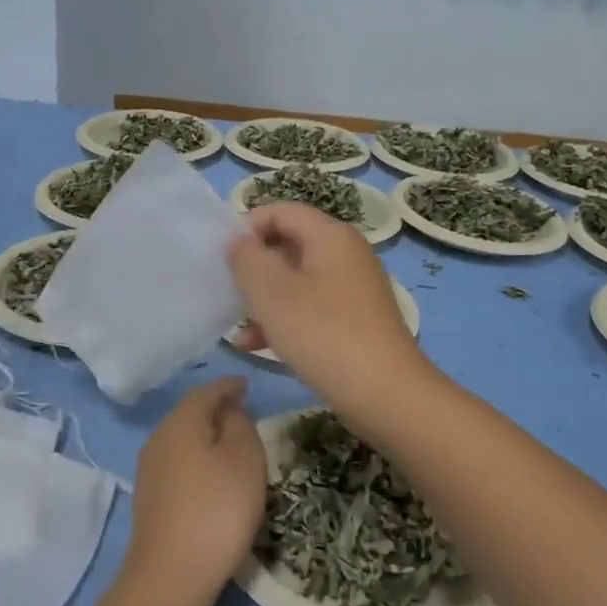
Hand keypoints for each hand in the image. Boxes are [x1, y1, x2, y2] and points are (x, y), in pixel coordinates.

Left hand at [127, 378, 266, 604]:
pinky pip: (177, 463)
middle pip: (190, 413)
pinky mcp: (149, 498)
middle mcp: (159, 438)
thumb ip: (240, 424)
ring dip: (205, 435)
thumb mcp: (244, 459)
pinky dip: (196, 459)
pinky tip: (210, 475)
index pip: (206, 391)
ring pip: (182, 438)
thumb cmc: (217, 508)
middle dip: (216, 409)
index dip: (229, 386)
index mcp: (181, 422)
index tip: (247, 386)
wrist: (171, 574)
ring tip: (231, 443)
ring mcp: (149, 469)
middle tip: (243, 412)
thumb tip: (229, 411)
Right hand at [227, 202, 430, 411]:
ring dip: (263, 299)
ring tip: (236, 325)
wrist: (385, 394)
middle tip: (226, 289)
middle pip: (289, 245)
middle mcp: (346, 255)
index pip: (282, 211)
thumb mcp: (272, 293)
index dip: (247, 226)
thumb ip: (247, 259)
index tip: (221, 255)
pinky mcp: (354, 321)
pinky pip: (310, 308)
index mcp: (331, 236)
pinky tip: (255, 345)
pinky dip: (283, 320)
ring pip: (296, 281)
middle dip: (254, 267)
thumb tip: (239, 243)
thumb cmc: (323, 334)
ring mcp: (353, 289)